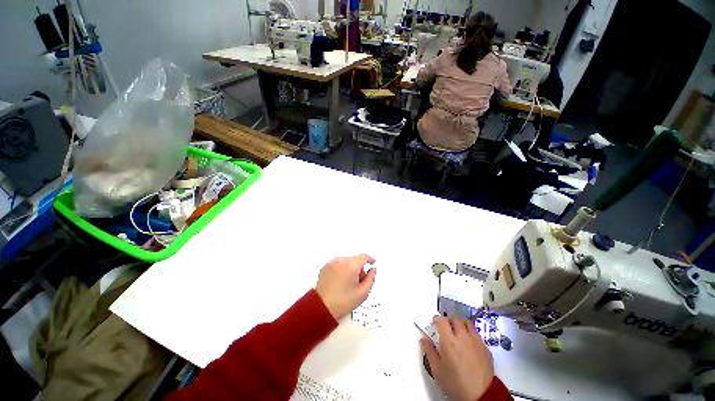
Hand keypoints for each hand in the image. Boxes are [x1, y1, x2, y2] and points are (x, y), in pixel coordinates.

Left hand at [315, 254, 375, 319]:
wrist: (323, 307)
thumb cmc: (344, 301)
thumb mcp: (363, 293)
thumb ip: (371, 278)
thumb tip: (372, 270)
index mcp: (352, 265)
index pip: (364, 257)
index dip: (370, 259)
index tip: (372, 263)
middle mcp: (342, 261)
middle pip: (355, 259)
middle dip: (359, 267)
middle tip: (359, 281)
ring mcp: (332, 263)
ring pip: (346, 261)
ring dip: (350, 267)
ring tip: (348, 282)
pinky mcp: (325, 267)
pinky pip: (337, 264)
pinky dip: (341, 268)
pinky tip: (340, 280)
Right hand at [420, 316, 494, 400]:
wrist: (481, 396)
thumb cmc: (455, 383)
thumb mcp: (437, 370)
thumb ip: (429, 351)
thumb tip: (423, 339)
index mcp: (449, 341)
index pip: (442, 320)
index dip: (437, 319)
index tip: (434, 322)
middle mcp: (463, 337)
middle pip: (455, 319)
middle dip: (448, 320)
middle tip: (445, 327)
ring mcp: (476, 341)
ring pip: (467, 323)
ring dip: (460, 324)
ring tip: (458, 332)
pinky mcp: (485, 348)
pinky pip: (476, 334)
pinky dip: (470, 334)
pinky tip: (468, 344)